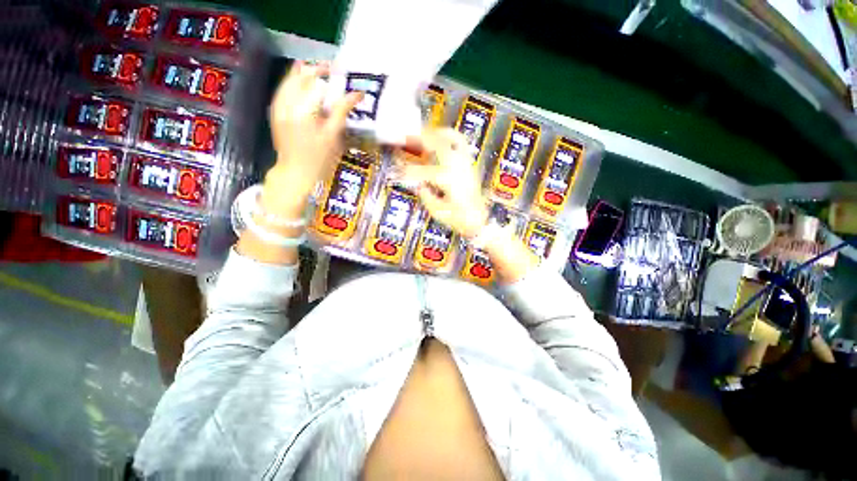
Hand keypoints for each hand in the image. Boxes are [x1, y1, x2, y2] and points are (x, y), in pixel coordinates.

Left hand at [262, 61, 362, 211]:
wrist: (295, 172)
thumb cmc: (319, 159)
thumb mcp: (333, 136)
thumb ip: (342, 111)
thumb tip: (357, 95)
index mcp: (303, 110)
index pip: (319, 84)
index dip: (332, 77)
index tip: (343, 73)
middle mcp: (287, 103)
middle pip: (301, 77)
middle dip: (316, 70)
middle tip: (331, 69)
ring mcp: (278, 107)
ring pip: (289, 80)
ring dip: (304, 73)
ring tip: (317, 70)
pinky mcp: (275, 111)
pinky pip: (283, 89)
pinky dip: (292, 82)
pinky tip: (300, 79)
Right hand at [400, 128, 488, 237]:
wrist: (478, 220)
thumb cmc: (459, 219)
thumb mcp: (437, 212)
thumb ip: (426, 196)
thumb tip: (418, 184)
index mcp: (448, 181)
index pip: (423, 171)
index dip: (408, 170)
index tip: (398, 171)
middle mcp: (458, 168)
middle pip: (438, 145)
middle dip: (420, 139)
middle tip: (406, 137)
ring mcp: (466, 164)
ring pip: (452, 139)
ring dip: (435, 134)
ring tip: (423, 132)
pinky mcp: (469, 165)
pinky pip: (461, 144)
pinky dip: (450, 136)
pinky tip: (440, 137)